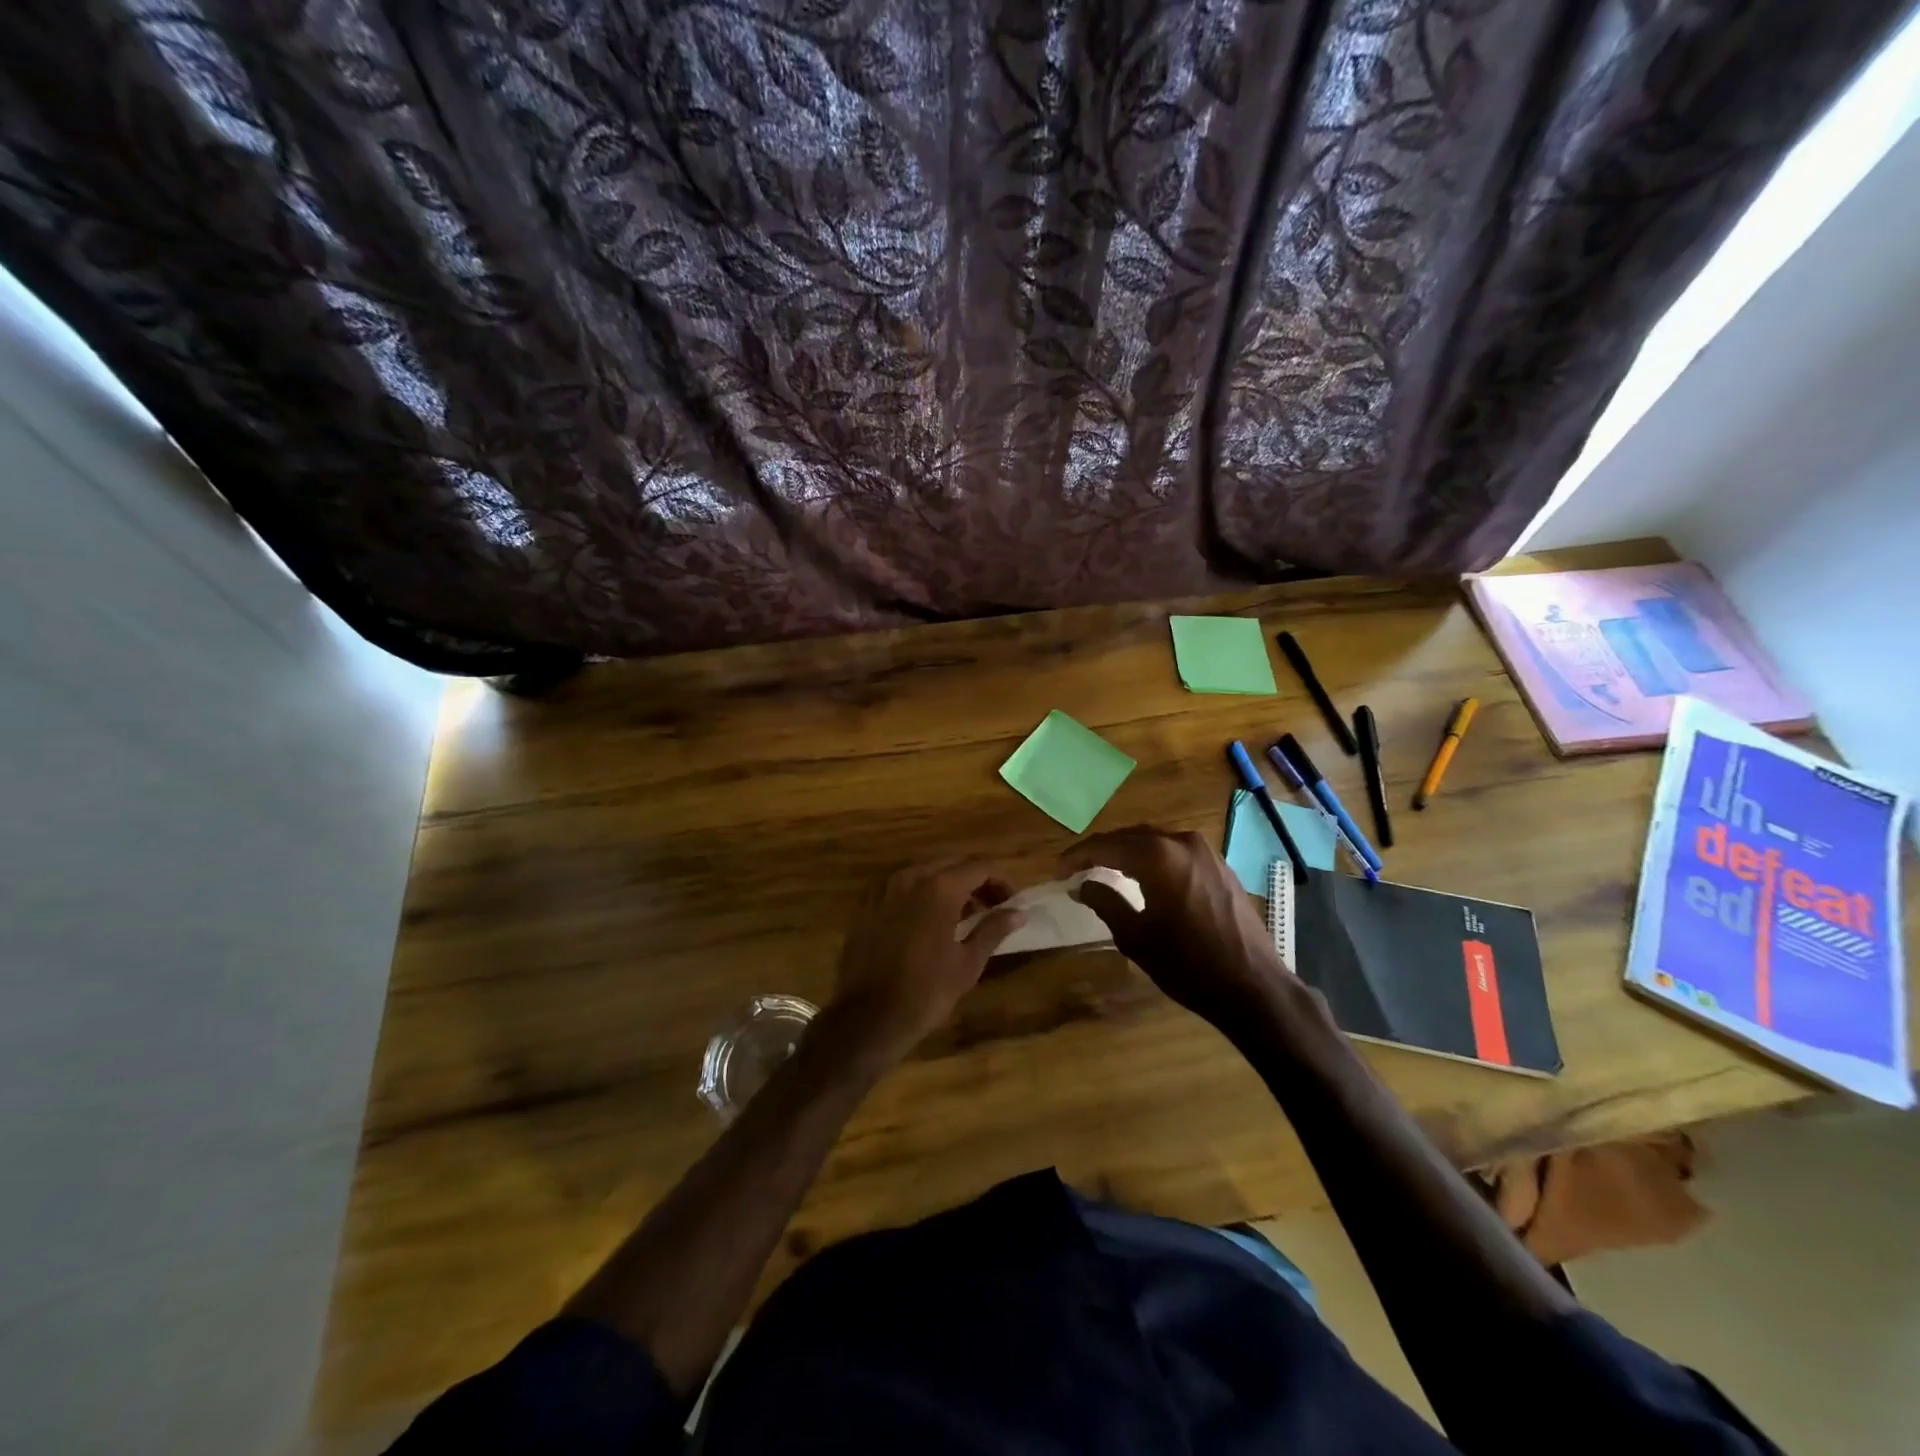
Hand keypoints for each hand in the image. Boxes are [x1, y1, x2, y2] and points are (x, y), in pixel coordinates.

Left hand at [826, 857, 1025, 1062]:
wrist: (868, 1018)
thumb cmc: (926, 992)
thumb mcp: (968, 963)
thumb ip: (993, 930)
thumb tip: (1017, 913)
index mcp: (938, 888)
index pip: (979, 868)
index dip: (1001, 881)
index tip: (1012, 902)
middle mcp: (910, 877)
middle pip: (951, 864)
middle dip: (975, 880)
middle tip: (992, 906)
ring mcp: (884, 889)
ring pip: (924, 872)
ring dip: (948, 885)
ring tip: (963, 914)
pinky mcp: (866, 904)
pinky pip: (900, 887)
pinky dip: (920, 893)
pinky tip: (927, 919)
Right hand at [1061, 826, 1306, 1032]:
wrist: (1253, 986)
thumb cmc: (1188, 964)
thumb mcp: (1136, 937)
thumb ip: (1105, 902)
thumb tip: (1082, 884)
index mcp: (1158, 856)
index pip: (1107, 846)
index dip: (1078, 856)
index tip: (1059, 871)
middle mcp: (1182, 842)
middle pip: (1131, 836)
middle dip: (1103, 850)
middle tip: (1078, 868)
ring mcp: (1206, 852)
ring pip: (1155, 841)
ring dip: (1128, 852)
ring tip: (1106, 870)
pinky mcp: (1221, 866)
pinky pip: (1177, 852)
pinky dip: (1154, 859)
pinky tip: (1144, 877)